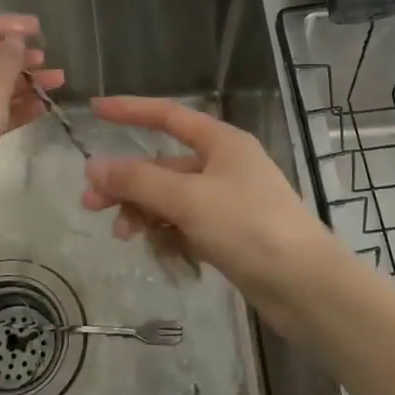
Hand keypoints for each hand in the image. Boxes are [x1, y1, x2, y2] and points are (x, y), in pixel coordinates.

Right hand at [80, 96, 339, 323]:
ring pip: (172, 199)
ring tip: (124, 236)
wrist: (304, 285)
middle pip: (164, 166)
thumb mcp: (188, 198)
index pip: (169, 116)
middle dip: (128, 183)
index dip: (131, 110)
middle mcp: (224, 166)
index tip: (95, 109)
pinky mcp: (228, 235)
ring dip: (144, 213)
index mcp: (222, 143)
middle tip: (90, 205)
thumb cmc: (248, 226)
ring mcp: (227, 202)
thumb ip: (138, 181)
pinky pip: (185, 226)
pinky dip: (168, 234)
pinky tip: (159, 251)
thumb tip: (94, 167)